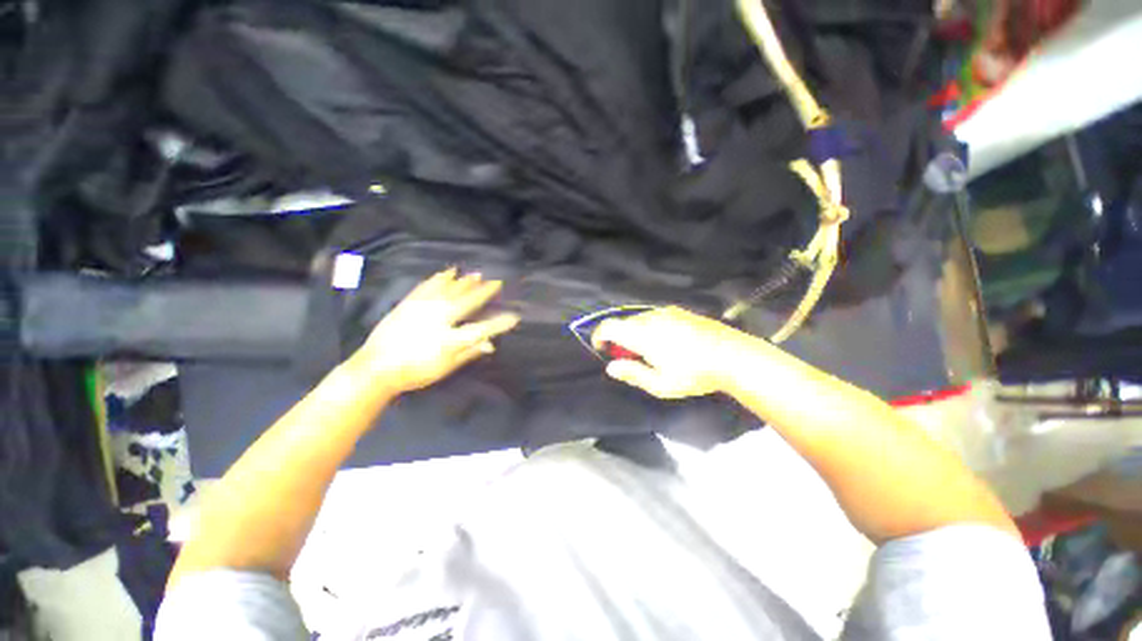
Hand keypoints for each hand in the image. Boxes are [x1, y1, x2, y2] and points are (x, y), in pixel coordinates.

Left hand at [352, 268, 519, 395]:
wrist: (376, 368)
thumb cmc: (415, 372)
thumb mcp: (446, 368)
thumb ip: (469, 353)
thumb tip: (490, 344)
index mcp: (450, 340)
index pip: (482, 329)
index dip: (500, 323)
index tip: (515, 317)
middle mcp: (439, 320)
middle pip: (467, 302)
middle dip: (484, 292)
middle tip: (497, 282)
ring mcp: (423, 309)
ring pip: (449, 290)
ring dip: (464, 281)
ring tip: (477, 274)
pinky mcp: (409, 303)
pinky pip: (427, 287)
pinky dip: (439, 279)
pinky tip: (446, 272)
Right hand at [592, 306, 748, 398]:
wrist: (733, 355)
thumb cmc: (694, 374)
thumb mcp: (660, 384)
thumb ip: (632, 373)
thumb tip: (611, 367)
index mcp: (642, 334)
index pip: (609, 327)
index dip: (600, 336)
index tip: (602, 349)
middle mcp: (651, 317)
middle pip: (623, 323)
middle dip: (619, 339)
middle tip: (629, 359)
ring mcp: (667, 312)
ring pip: (639, 319)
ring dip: (635, 333)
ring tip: (649, 353)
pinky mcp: (680, 311)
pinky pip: (654, 317)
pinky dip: (649, 328)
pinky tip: (666, 343)